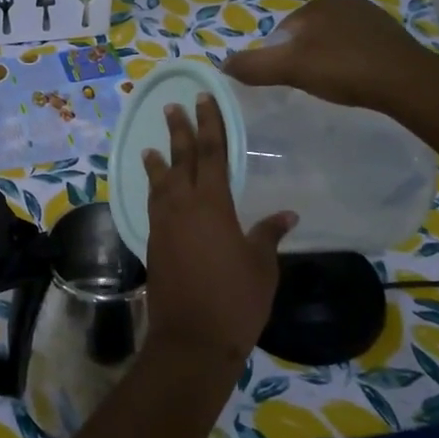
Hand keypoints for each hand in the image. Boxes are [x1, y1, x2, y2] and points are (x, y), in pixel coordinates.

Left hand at [142, 93, 295, 362]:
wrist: (192, 338)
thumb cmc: (235, 300)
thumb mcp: (262, 265)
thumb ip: (268, 234)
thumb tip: (286, 213)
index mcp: (212, 204)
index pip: (211, 153)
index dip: (209, 123)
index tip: (204, 99)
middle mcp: (182, 207)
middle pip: (180, 160)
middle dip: (178, 132)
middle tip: (172, 107)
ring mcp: (163, 225)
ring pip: (160, 182)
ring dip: (159, 161)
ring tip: (152, 146)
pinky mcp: (154, 243)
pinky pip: (153, 205)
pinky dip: (154, 190)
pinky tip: (156, 190)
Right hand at [222, 0, 438, 110]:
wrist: (407, 82)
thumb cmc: (343, 70)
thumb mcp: (290, 69)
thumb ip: (254, 66)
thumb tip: (222, 64)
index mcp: (317, 5)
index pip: (283, 33)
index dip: (279, 58)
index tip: (289, 81)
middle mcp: (343, 2)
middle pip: (307, 36)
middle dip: (303, 58)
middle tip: (310, 85)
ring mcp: (370, 17)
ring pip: (332, 41)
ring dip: (327, 60)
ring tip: (334, 85)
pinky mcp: (390, 34)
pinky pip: (356, 47)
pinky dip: (350, 62)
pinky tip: (356, 80)